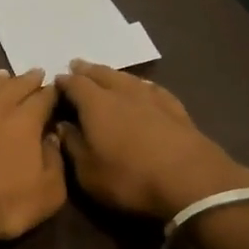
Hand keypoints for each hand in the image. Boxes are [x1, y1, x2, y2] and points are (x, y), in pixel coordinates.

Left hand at [0, 68, 65, 248]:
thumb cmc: (6, 202)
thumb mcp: (49, 191)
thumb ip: (55, 160)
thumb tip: (52, 137)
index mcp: (25, 120)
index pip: (43, 98)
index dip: (52, 92)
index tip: (58, 87)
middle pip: (14, 86)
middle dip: (27, 79)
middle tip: (36, 73)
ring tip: (4, 75)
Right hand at [55, 61, 248, 221]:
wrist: (193, 182)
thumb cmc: (130, 178)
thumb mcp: (88, 172)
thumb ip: (72, 145)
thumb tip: (61, 126)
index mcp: (96, 104)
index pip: (74, 84)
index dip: (63, 82)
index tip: (55, 82)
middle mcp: (122, 93)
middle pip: (101, 74)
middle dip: (87, 70)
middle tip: (77, 65)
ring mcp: (152, 98)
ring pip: (127, 78)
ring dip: (113, 74)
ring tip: (106, 74)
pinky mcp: (177, 109)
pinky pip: (153, 89)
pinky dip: (142, 85)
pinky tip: (144, 88)